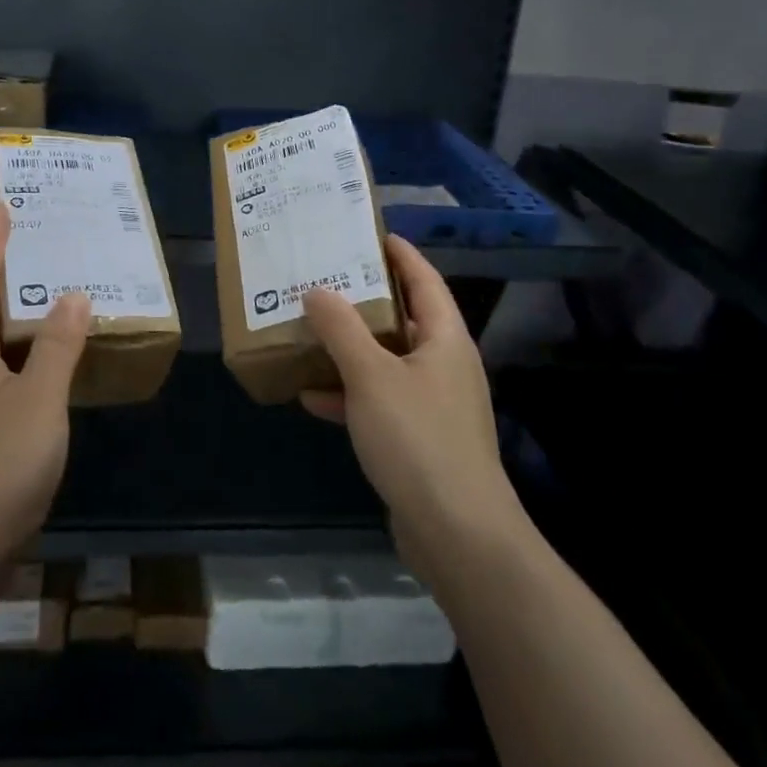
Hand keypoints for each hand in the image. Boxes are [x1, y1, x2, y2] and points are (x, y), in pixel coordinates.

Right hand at [300, 235, 522, 576]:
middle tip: (324, 278)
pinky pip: (380, 401)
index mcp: (444, 339)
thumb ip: (342, 330)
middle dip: (364, 300)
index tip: (368, 233)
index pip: (424, 280)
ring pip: (387, 362)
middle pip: (403, 318)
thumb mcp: (372, 376)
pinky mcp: (419, 439)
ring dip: (350, 348)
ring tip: (309, 329)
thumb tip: (317, 291)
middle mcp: (444, 365)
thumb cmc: (418, 439)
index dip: (399, 254)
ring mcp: (433, 404)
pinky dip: (349, 394)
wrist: (457, 533)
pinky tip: (311, 395)